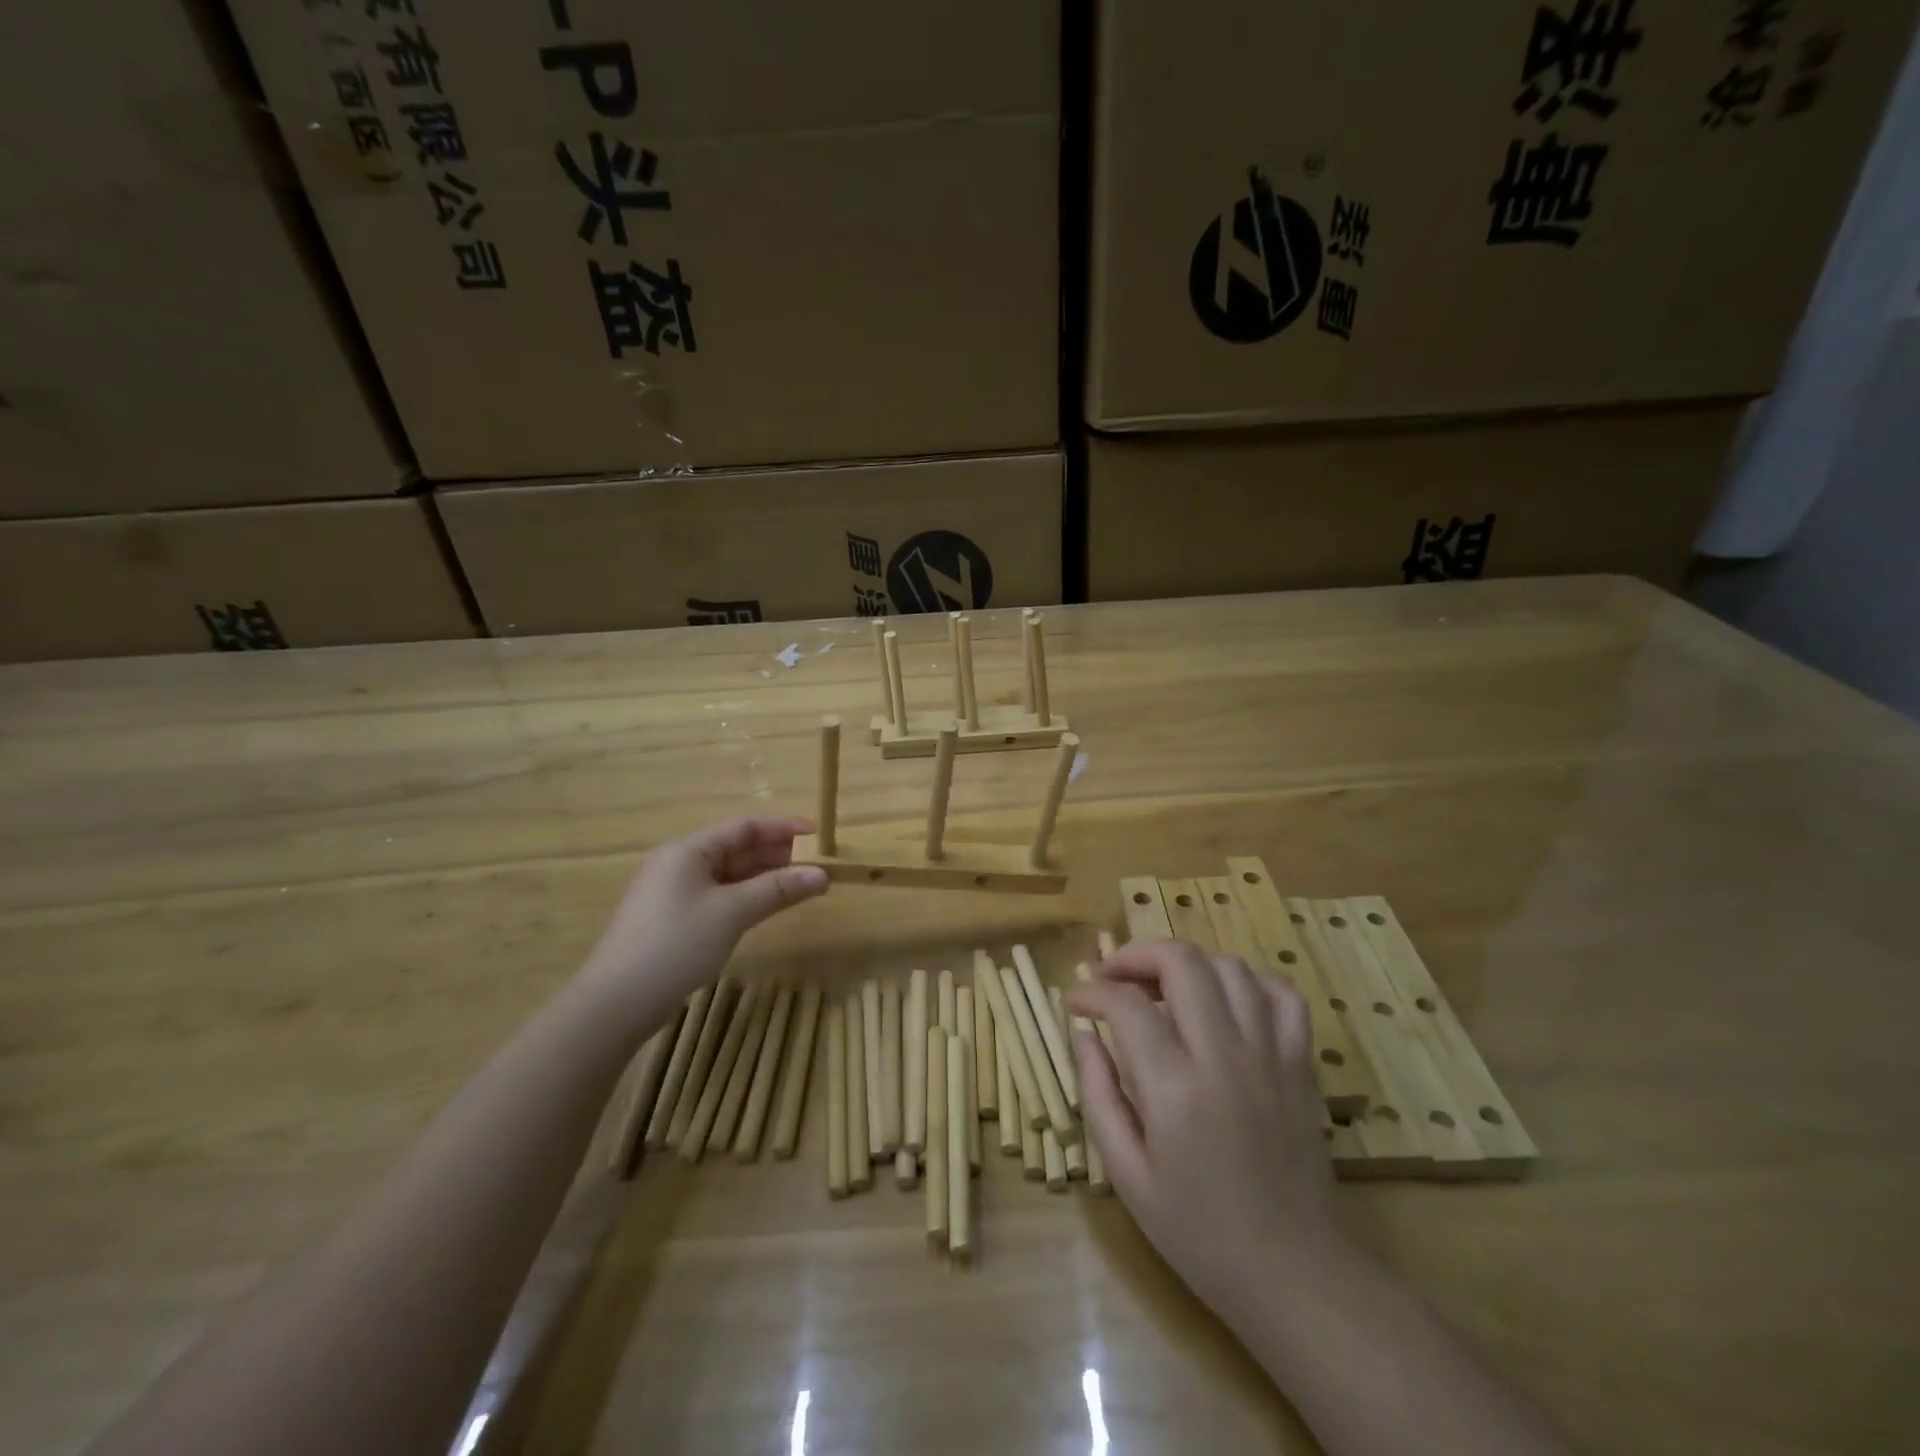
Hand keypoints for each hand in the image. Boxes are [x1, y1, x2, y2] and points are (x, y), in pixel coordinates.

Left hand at [577, 817, 828, 1021]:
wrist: (616, 1003)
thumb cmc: (676, 944)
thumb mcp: (732, 912)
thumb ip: (779, 889)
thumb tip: (823, 874)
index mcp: (689, 850)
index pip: (744, 827)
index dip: (783, 827)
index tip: (818, 834)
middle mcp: (680, 864)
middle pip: (736, 848)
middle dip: (776, 854)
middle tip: (815, 864)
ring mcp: (674, 893)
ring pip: (729, 875)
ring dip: (764, 877)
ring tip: (800, 885)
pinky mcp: (674, 921)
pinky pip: (719, 896)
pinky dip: (746, 897)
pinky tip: (766, 907)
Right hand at [1066, 940, 1347, 1326]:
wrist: (1295, 1275)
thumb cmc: (1198, 1233)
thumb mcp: (1127, 1176)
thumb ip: (1098, 1095)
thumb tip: (1083, 1035)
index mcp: (1175, 1089)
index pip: (1126, 1005)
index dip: (1091, 992)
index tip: (1075, 1002)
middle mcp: (1225, 1056)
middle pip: (1181, 962)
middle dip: (1136, 955)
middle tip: (1112, 977)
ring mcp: (1271, 1054)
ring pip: (1229, 966)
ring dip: (1187, 964)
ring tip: (1162, 988)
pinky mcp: (1301, 1063)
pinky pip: (1281, 994)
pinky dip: (1247, 982)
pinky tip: (1224, 1003)